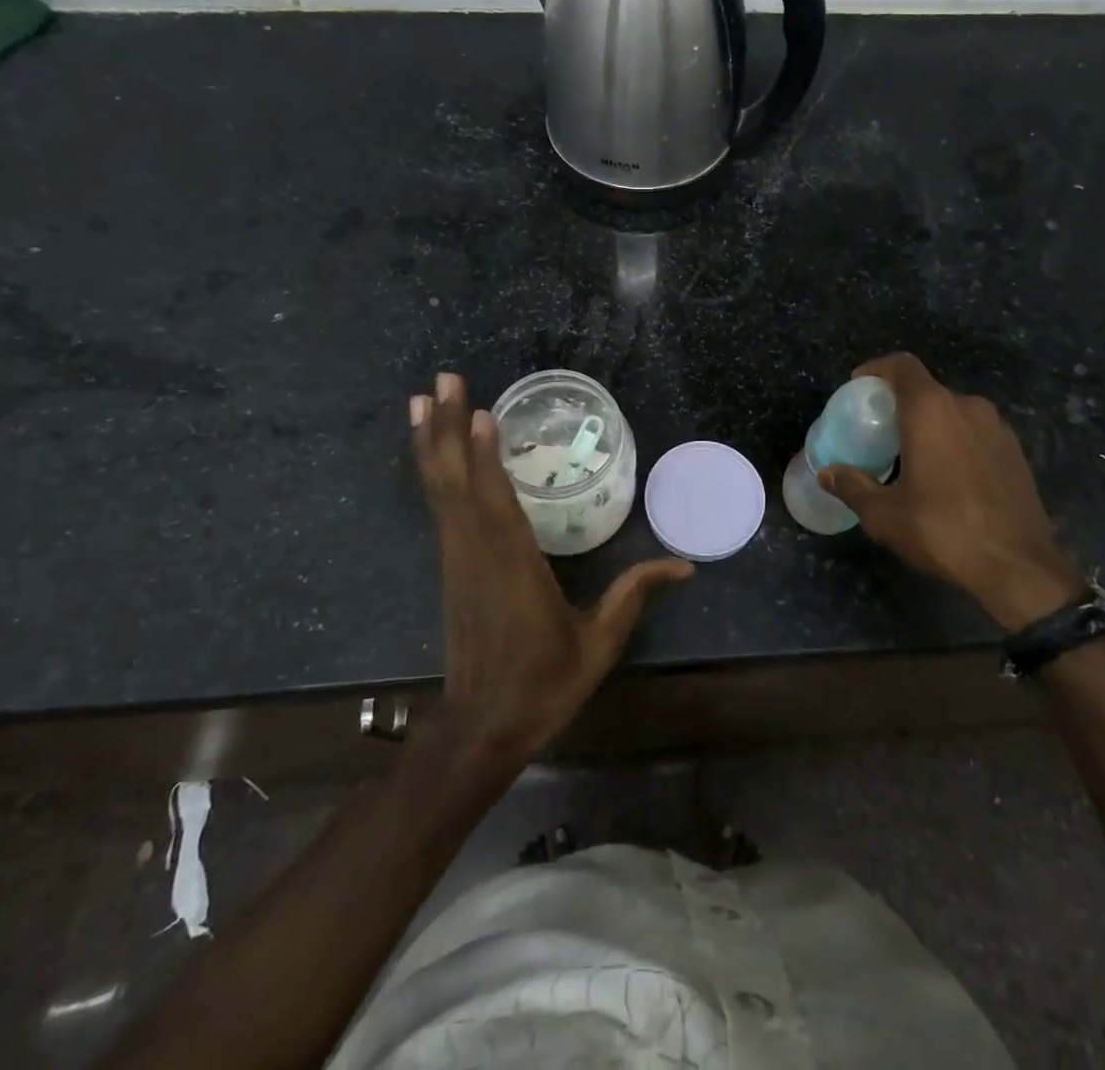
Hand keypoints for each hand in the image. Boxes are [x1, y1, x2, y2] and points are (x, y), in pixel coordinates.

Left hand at [411, 374, 693, 773]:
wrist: (482, 727)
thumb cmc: (544, 684)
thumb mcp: (599, 643)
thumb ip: (635, 595)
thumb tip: (685, 563)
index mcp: (514, 569)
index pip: (495, 503)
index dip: (484, 457)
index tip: (477, 411)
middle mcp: (478, 553)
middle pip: (456, 482)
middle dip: (445, 427)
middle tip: (441, 378)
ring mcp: (458, 557)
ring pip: (440, 489)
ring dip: (429, 441)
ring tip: (419, 397)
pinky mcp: (451, 563)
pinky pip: (439, 505)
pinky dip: (431, 469)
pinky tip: (429, 449)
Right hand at [819, 353, 1085, 630]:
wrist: (1019, 567)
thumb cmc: (943, 530)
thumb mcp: (884, 515)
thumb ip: (853, 487)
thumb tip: (827, 474)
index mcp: (931, 410)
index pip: (902, 365)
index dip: (877, 369)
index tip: (858, 386)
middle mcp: (967, 407)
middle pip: (927, 390)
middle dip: (900, 403)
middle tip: (879, 430)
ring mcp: (997, 428)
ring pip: (953, 411)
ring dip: (930, 424)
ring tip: (911, 455)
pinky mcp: (1015, 452)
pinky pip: (975, 432)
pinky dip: (955, 441)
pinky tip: (946, 475)